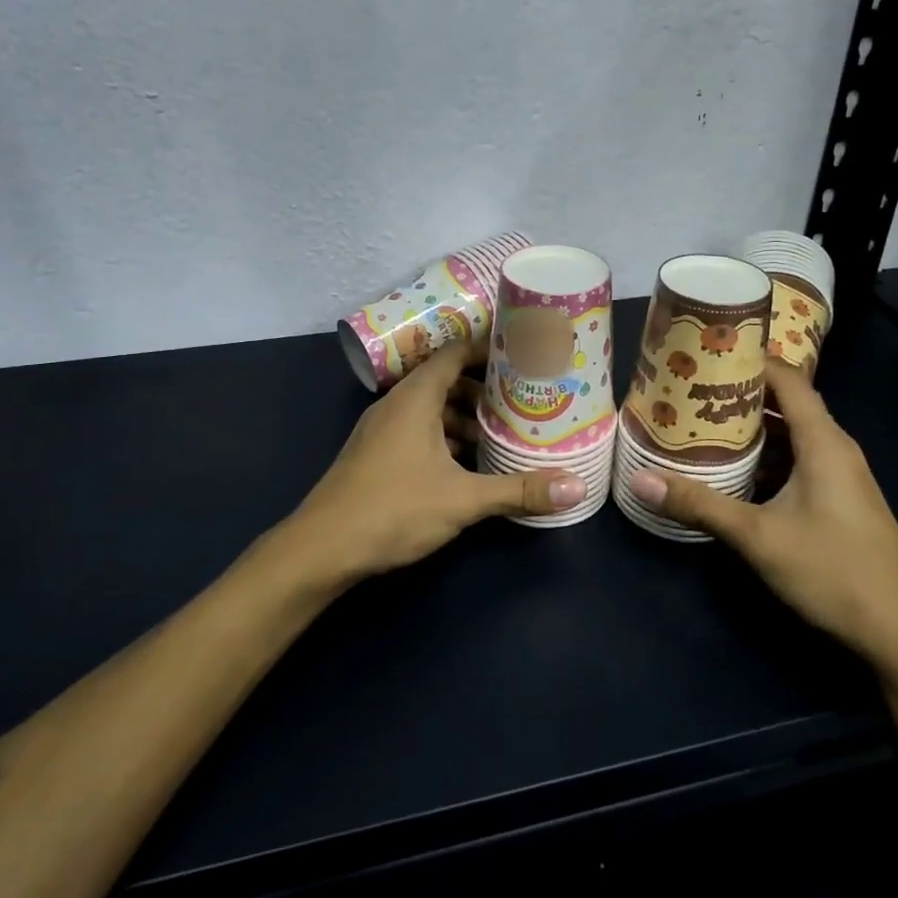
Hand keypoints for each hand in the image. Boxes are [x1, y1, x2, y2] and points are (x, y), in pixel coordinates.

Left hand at [285, 342, 584, 585]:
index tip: (523, 354)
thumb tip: (576, 487)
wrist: (321, 549)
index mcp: (414, 398)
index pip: (455, 353)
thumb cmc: (393, 509)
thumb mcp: (463, 500)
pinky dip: (444, 438)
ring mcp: (381, 431)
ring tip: (501, 433)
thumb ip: (519, 491)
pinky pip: (416, 432)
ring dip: (463, 418)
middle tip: (522, 398)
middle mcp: (395, 405)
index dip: (488, 349)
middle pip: (445, 381)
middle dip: (483, 388)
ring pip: (430, 410)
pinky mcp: (376, 455)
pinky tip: (466, 464)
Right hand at [627, 362, 897, 679]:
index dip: (749, 358)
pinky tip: (732, 471)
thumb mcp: (758, 537)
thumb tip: (640, 478)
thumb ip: (699, 505)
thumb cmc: (835, 572)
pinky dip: (764, 457)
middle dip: (738, 393)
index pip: (786, 378)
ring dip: (749, 428)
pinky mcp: (837, 501)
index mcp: (823, 441)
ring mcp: (839, 476)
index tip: (704, 349)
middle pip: (785, 403)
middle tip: (687, 388)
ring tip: (699, 423)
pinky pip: (795, 461)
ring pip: (789, 436)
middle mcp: (834, 449)